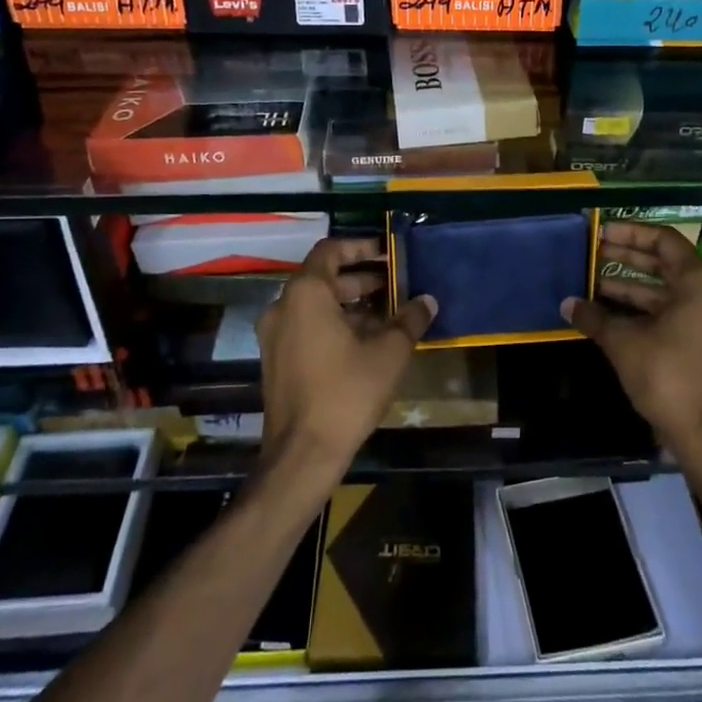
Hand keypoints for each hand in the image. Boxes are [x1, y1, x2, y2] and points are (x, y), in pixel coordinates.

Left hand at [256, 237, 435, 481]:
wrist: (302, 454)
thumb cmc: (346, 393)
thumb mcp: (389, 353)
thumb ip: (409, 320)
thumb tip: (427, 300)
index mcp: (306, 293)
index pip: (331, 250)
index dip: (361, 247)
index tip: (388, 253)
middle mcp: (283, 306)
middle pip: (324, 277)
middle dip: (361, 278)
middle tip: (395, 284)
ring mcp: (274, 334)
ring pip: (315, 304)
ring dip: (350, 303)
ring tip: (387, 314)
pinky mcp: (275, 359)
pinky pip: (306, 326)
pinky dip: (333, 323)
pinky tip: (365, 341)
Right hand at [562, 221, 701, 465]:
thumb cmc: (668, 377)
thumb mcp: (624, 343)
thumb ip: (595, 317)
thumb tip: (567, 304)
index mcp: (700, 283)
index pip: (664, 241)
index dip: (631, 233)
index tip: (601, 232)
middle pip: (667, 264)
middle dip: (628, 259)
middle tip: (594, 253)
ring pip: (669, 293)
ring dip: (633, 288)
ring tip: (595, 285)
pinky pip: (676, 314)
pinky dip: (647, 311)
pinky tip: (614, 317)